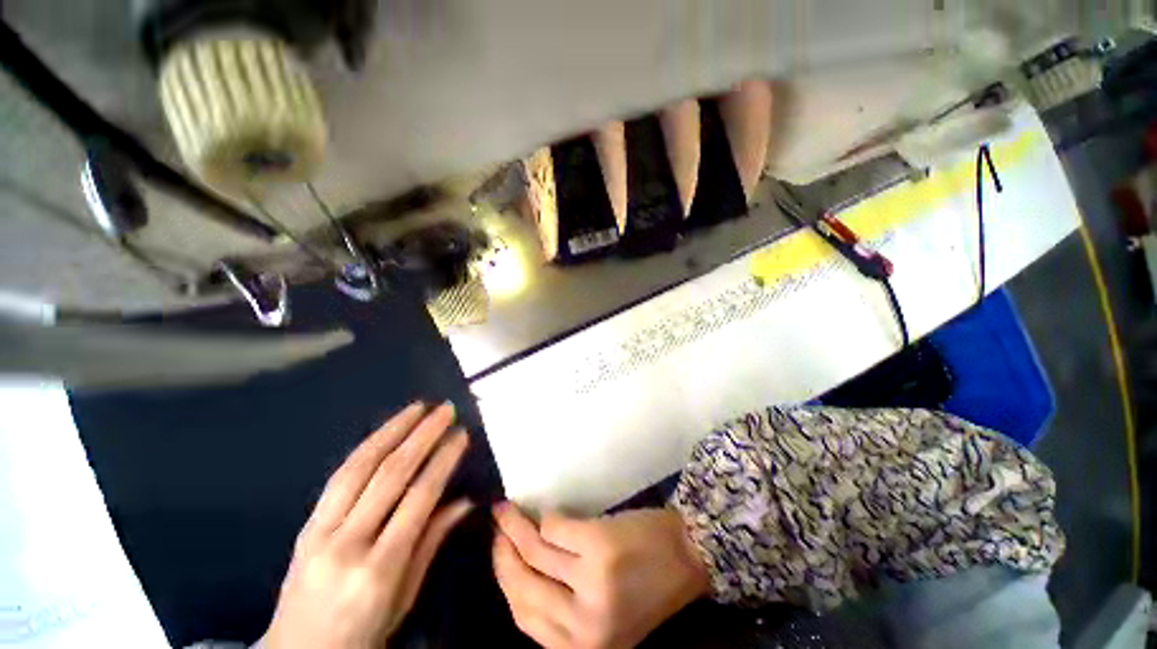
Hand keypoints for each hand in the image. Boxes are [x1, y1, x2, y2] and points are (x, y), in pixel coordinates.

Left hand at [264, 402, 472, 648]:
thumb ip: (431, 543)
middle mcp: (347, 545)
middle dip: (422, 436)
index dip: (443, 461)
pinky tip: (384, 431)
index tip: (461, 435)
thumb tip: (464, 501)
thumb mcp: (404, 598)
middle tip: (445, 410)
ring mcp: (319, 533)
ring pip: (359, 468)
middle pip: (390, 476)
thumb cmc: (362, 634)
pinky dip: (366, 448)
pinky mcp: (305, 526)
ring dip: (392, 431)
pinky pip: (338, 478)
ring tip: (417, 408)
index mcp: (378, 570)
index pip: (419, 498)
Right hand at [492, 504, 709, 648]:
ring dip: (514, 525)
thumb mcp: (603, 616)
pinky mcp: (597, 545)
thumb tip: (519, 573)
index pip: (522, 616)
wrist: (688, 554)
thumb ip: (563, 610)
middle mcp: (581, 624)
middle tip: (496, 526)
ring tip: (505, 510)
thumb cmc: (648, 585)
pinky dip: (545, 516)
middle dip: (502, 551)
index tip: (497, 553)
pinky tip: (543, 511)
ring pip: (533, 550)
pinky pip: (554, 526)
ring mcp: (590, 583)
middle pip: (520, 584)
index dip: (504, 581)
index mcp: (582, 647)